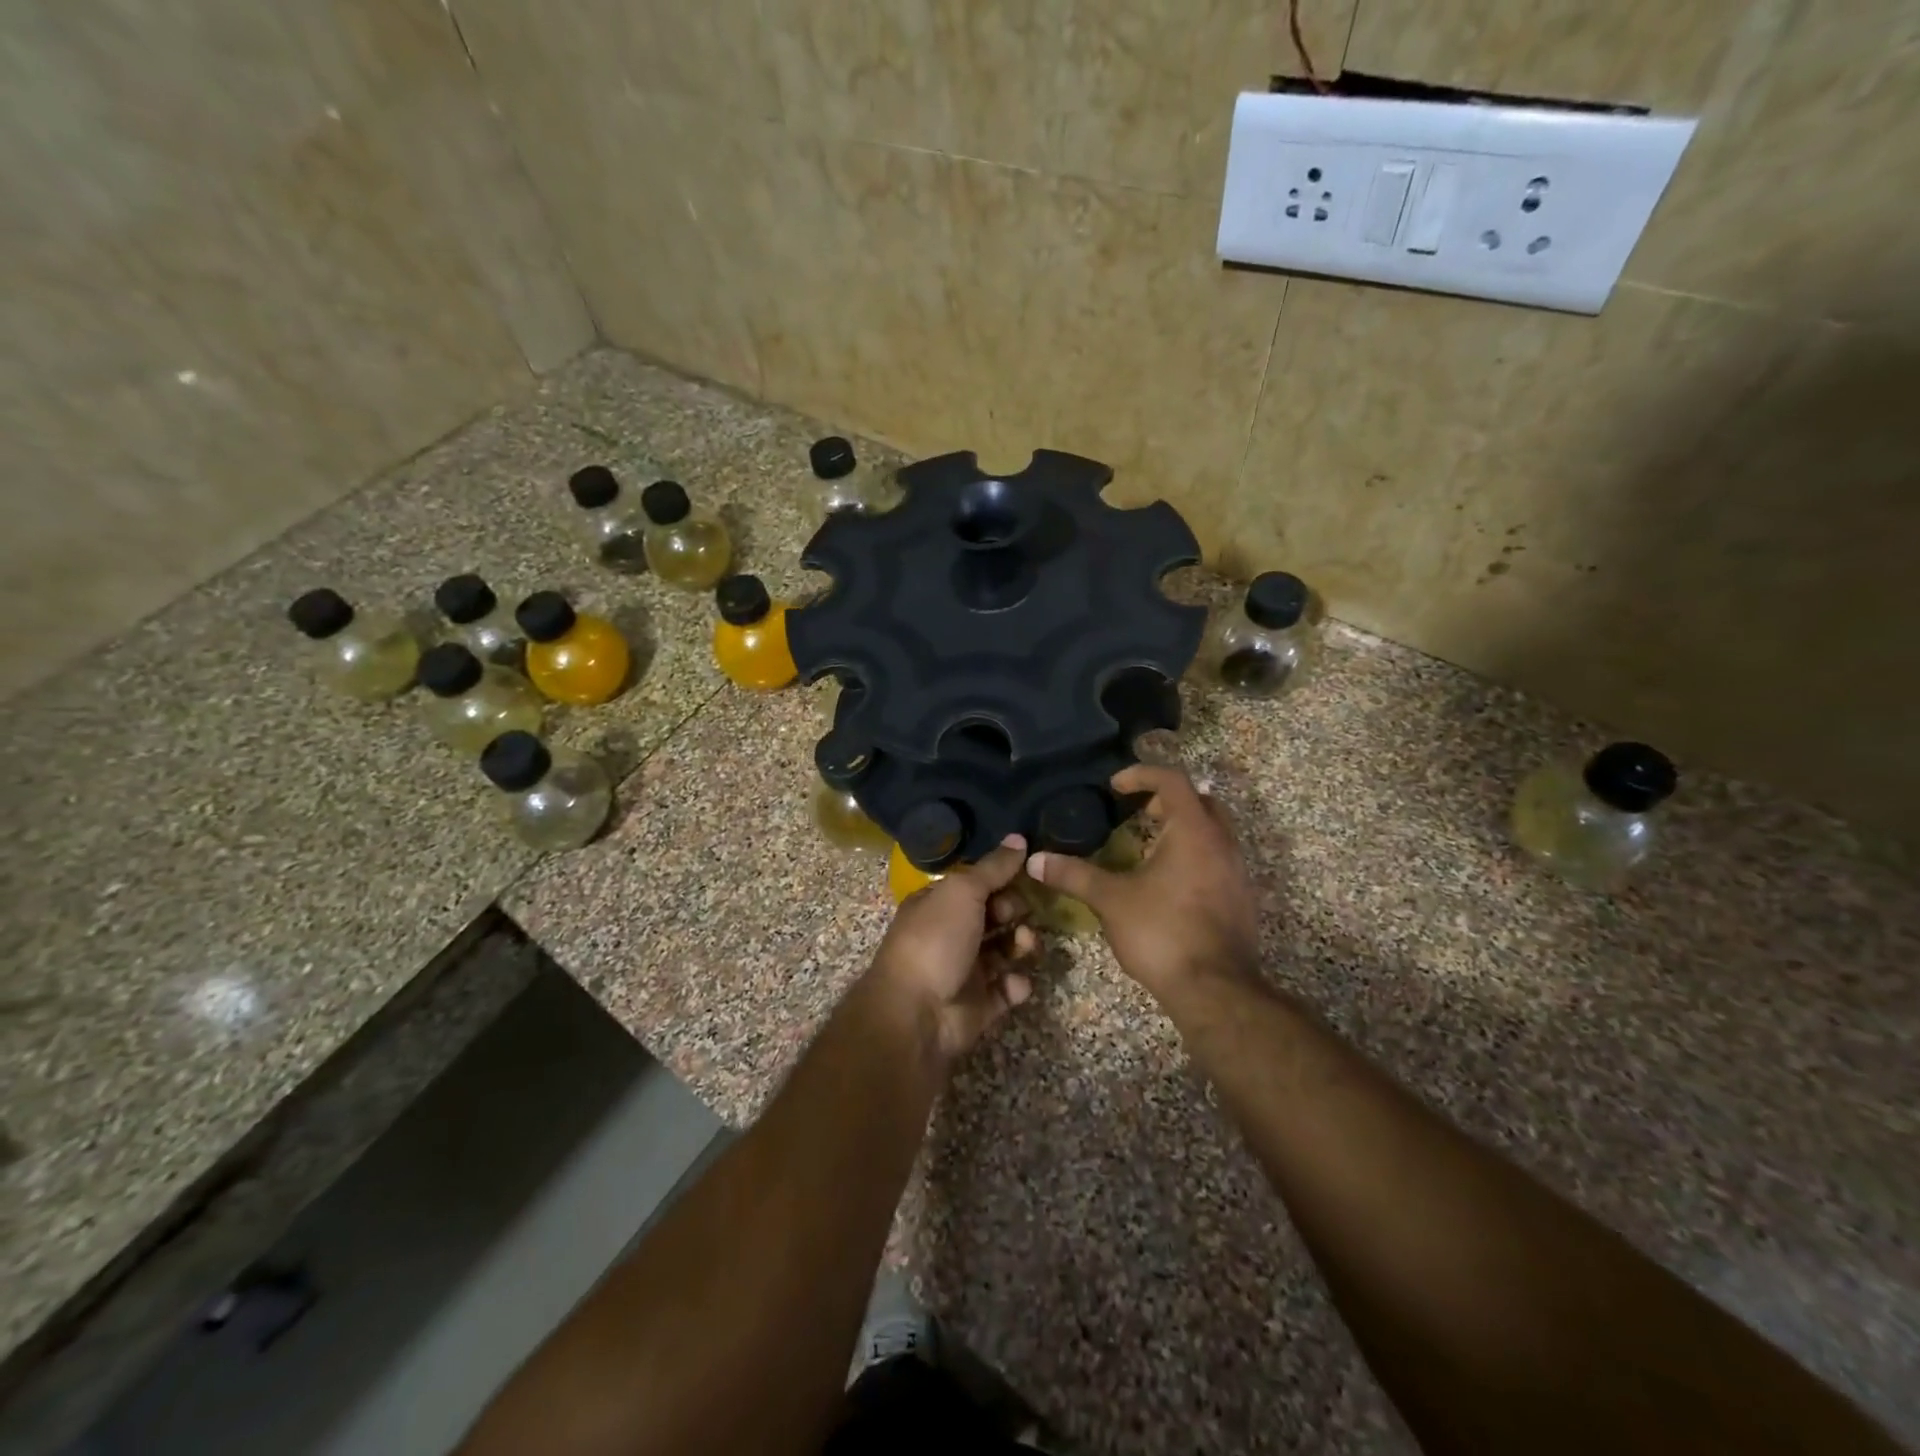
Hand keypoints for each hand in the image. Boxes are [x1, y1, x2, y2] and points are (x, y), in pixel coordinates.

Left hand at [868, 835, 1038, 1062]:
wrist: (916, 1014)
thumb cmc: (936, 940)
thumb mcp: (963, 892)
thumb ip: (993, 867)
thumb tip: (1020, 838)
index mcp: (939, 904)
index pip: (977, 885)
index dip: (1002, 880)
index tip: (1027, 877)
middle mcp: (951, 934)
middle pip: (994, 916)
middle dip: (1015, 912)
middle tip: (1023, 915)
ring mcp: (965, 971)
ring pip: (1005, 951)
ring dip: (1022, 945)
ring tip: (1026, 946)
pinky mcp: (980, 1005)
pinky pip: (1007, 989)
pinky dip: (1016, 985)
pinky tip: (1016, 983)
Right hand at [1027, 766, 1258, 1000]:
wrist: (1216, 990)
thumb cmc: (1162, 932)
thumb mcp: (1111, 900)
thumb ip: (1074, 875)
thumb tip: (1035, 860)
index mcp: (1193, 831)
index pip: (1172, 780)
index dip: (1141, 775)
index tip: (1115, 786)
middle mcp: (1222, 843)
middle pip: (1199, 801)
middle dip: (1167, 800)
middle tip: (1137, 813)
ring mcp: (1237, 872)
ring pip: (1212, 832)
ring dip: (1182, 829)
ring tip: (1147, 847)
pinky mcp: (1240, 899)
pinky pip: (1217, 860)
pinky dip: (1193, 856)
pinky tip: (1168, 883)